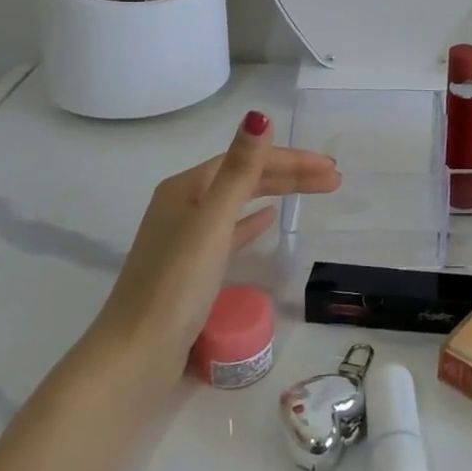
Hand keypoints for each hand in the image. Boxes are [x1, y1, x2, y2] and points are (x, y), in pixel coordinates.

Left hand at [90, 110, 340, 370]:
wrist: (137, 355)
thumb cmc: (176, 283)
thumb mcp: (213, 221)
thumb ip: (240, 169)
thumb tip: (259, 115)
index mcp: (185, 187)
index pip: (247, 159)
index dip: (291, 159)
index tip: (330, 168)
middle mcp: (183, 204)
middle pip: (245, 177)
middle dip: (290, 174)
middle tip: (334, 179)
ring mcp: (186, 237)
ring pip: (241, 202)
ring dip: (278, 193)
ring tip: (315, 192)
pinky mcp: (192, 267)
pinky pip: (231, 230)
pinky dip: (253, 220)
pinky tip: (270, 220)